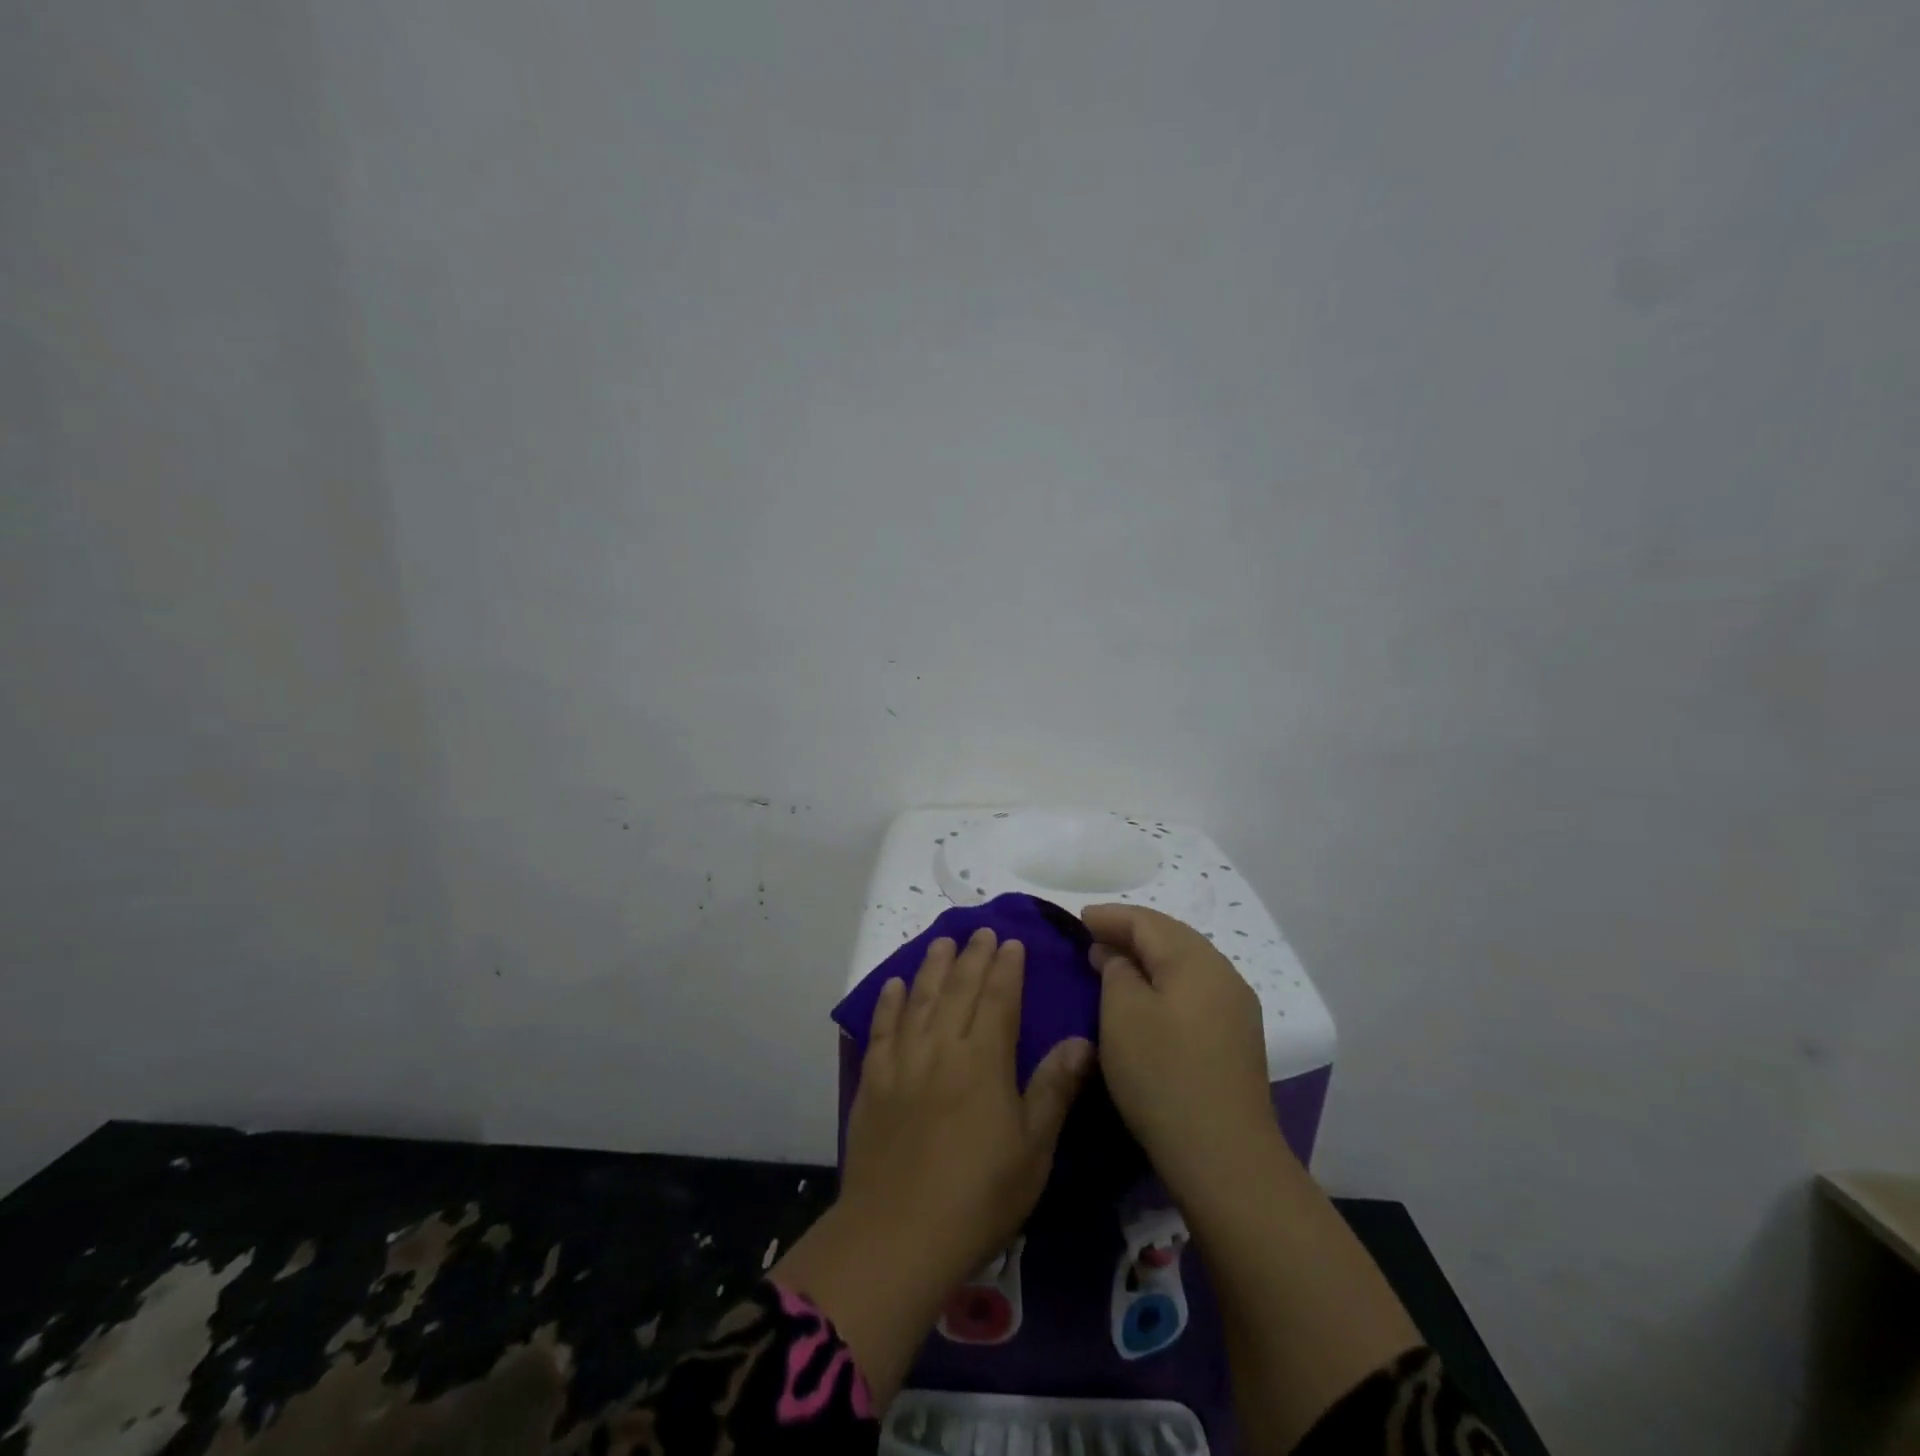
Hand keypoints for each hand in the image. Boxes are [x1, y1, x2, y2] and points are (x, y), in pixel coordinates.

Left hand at [842, 927, 1092, 1285]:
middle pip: (958, 989)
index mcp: (984, 1059)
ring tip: (942, 942)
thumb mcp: (1033, 1148)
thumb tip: (1081, 1039)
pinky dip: (888, 1002)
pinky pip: (882, 1029)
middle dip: (972, 956)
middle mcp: (942, 1047)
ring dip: (932, 967)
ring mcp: (903, 1061)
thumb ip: (1053, 1088)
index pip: (998, 998)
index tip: (1010, 942)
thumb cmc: (979, 1195)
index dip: (1006, 968)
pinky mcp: (874, 1081)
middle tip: (979, 930)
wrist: (899, 1233)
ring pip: (920, 999)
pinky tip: (894, 985)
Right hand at [1082, 904, 1275, 1201]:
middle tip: (1093, 937)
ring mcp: (1235, 1007)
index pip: (1146, 921)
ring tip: (1115, 963)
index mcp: (1195, 960)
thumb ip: (1116, 972)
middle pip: (1171, 936)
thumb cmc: (1163, 1075)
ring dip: (1148, 957)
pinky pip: (1194, 989)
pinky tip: (1148, 995)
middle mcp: (1222, 973)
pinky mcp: (1236, 1037)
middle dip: (1130, 932)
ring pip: (1185, 963)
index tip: (1079, 919)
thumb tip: (1118, 957)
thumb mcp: (1122, 1015)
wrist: (1224, 1155)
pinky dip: (1165, 980)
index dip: (1110, 917)